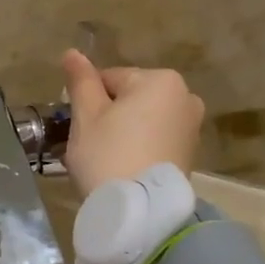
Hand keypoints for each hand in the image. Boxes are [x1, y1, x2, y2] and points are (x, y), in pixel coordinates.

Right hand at [60, 51, 205, 197]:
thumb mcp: (86, 116)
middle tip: (90, 145)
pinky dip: (139, 149)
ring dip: (123, 133)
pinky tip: (123, 169)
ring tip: (105, 160)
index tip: (78, 126)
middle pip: (131, 99)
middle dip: (109, 117)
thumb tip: (72, 53)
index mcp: (160, 80)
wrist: (140, 210)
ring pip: (143, 121)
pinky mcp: (190, 154)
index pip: (111, 79)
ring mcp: (192, 127)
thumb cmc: (107, 155)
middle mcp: (185, 97)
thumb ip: (81, 81)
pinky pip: (156, 141)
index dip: (89, 101)